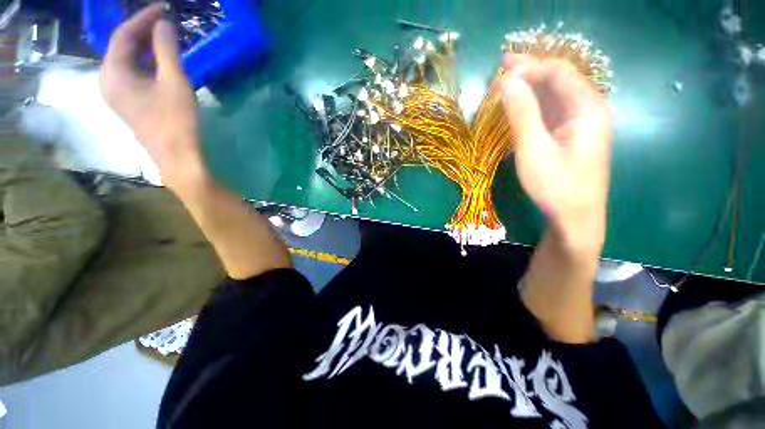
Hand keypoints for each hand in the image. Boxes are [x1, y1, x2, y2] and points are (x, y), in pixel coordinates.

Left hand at [100, 4, 204, 191]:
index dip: (142, 19)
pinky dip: (145, 64)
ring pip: (127, 62)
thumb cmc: (176, 121)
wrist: (178, 156)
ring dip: (145, 48)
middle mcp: (108, 81)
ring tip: (165, 39)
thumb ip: (167, 50)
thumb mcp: (174, 82)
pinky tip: (160, 62)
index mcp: (114, 73)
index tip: (162, 9)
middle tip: (165, 23)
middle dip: (142, 32)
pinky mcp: (128, 103)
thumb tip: (164, 24)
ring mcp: (117, 94)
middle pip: (122, 48)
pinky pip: (132, 75)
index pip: (123, 36)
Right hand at [501, 54, 612, 254]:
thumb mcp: (534, 150)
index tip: (501, 73)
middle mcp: (589, 109)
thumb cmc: (556, 186)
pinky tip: (521, 103)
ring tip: (508, 79)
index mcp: (588, 108)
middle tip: (503, 64)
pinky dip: (535, 104)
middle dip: (531, 70)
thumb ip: (523, 114)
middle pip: (560, 79)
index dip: (531, 67)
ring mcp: (581, 123)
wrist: (575, 218)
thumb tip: (508, 81)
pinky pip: (554, 111)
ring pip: (556, 95)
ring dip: (532, 86)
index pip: (560, 73)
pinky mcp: (572, 136)